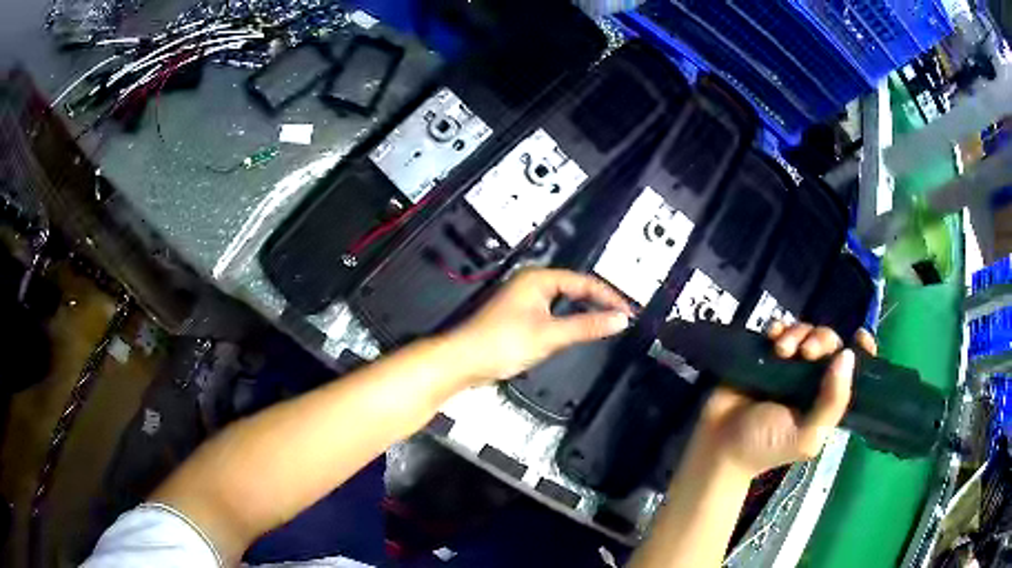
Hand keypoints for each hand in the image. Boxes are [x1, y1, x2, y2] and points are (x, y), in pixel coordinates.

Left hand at [445, 268, 632, 383]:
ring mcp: (524, 299)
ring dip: (584, 311)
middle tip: (620, 316)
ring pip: (564, 300)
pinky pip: (553, 312)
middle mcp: (531, 283)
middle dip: (598, 302)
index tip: (627, 311)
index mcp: (538, 279)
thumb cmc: (501, 343)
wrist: (464, 361)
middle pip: (575, 288)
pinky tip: (577, 330)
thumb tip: (619, 319)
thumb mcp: (551, 335)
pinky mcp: (519, 316)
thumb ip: (587, 326)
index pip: (584, 282)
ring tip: (605, 322)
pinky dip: (569, 320)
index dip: (608, 297)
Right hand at [698, 322, 877, 476]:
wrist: (719, 444)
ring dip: (798, 333)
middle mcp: (813, 379)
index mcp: (827, 399)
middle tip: (806, 352)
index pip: (853, 370)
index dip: (861, 350)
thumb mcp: (807, 435)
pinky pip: (781, 329)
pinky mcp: (766, 355)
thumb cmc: (766, 447)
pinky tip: (771, 337)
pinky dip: (779, 327)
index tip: (860, 336)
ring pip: (806, 331)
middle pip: (830, 342)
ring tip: (780, 350)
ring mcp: (789, 365)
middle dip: (821, 339)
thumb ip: (832, 402)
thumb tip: (847, 355)